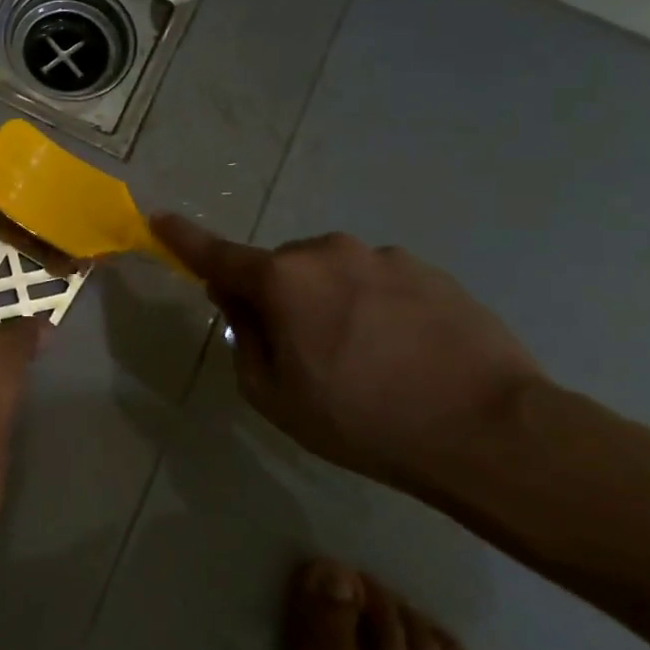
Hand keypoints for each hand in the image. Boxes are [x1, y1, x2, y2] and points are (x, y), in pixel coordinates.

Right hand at [154, 217, 544, 487]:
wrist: (489, 431)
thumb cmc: (363, 419)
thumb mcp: (275, 398)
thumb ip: (246, 343)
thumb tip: (244, 308)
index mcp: (282, 280)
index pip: (217, 254)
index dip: (183, 238)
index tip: (159, 218)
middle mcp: (328, 252)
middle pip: (281, 269)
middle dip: (277, 296)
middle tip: (302, 352)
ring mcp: (385, 257)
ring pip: (333, 274)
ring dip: (330, 302)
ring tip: (366, 359)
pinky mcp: (430, 272)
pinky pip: (379, 283)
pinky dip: (375, 307)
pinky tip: (404, 353)